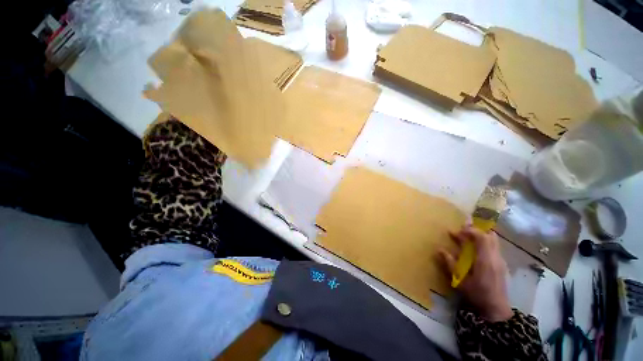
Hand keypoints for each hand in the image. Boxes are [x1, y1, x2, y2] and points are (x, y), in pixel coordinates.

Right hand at [438, 226, 512, 321]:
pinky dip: (484, 243)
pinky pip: (493, 247)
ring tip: (467, 238)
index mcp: (485, 260)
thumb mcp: (460, 280)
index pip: (482, 237)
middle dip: (476, 231)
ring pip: (493, 240)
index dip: (470, 230)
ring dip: (480, 236)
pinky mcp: (501, 264)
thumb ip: (450, 264)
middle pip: (490, 236)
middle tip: (462, 231)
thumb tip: (439, 249)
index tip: (458, 231)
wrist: (496, 310)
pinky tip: (474, 249)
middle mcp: (495, 257)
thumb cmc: (477, 294)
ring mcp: (500, 260)